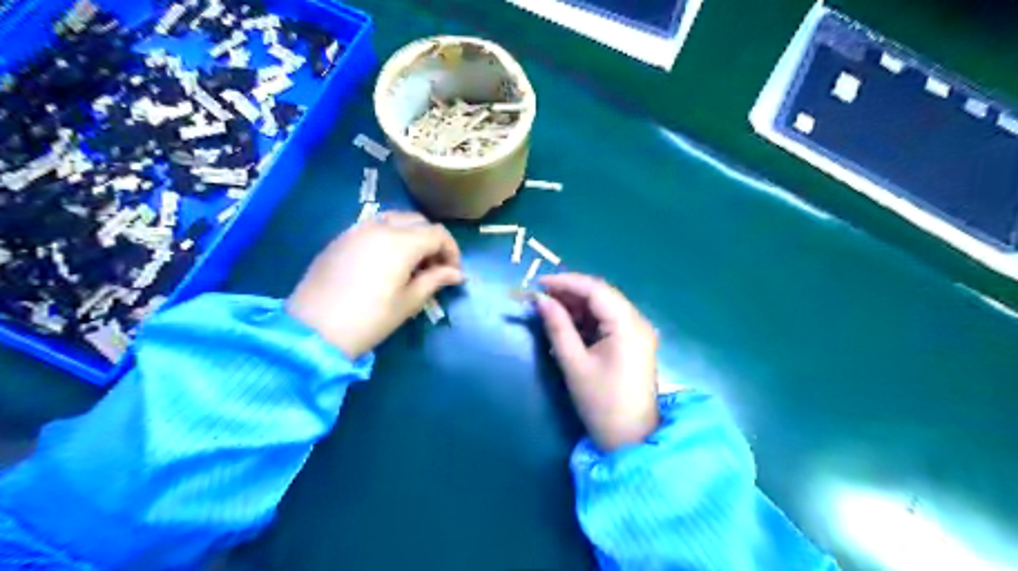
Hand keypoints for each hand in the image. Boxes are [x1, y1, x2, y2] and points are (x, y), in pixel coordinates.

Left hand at [284, 212, 463, 359]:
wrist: (313, 330)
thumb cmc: (369, 319)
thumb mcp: (409, 302)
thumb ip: (435, 280)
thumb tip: (457, 274)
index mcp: (401, 242)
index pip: (437, 234)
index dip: (452, 251)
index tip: (453, 273)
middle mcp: (380, 227)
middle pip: (417, 221)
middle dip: (432, 241)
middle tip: (435, 267)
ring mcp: (356, 230)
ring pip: (394, 219)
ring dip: (411, 236)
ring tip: (412, 264)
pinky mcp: (340, 238)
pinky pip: (373, 227)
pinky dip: (389, 237)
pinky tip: (386, 262)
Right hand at [533, 274, 659, 452]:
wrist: (631, 440)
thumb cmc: (601, 403)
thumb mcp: (574, 364)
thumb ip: (558, 327)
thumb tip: (541, 300)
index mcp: (628, 325)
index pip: (596, 289)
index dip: (566, 282)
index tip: (538, 284)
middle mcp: (638, 322)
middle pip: (602, 294)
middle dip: (571, 292)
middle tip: (541, 297)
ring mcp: (638, 332)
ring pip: (605, 306)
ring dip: (578, 305)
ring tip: (550, 309)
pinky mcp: (634, 343)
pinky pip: (609, 321)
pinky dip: (588, 319)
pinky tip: (569, 324)